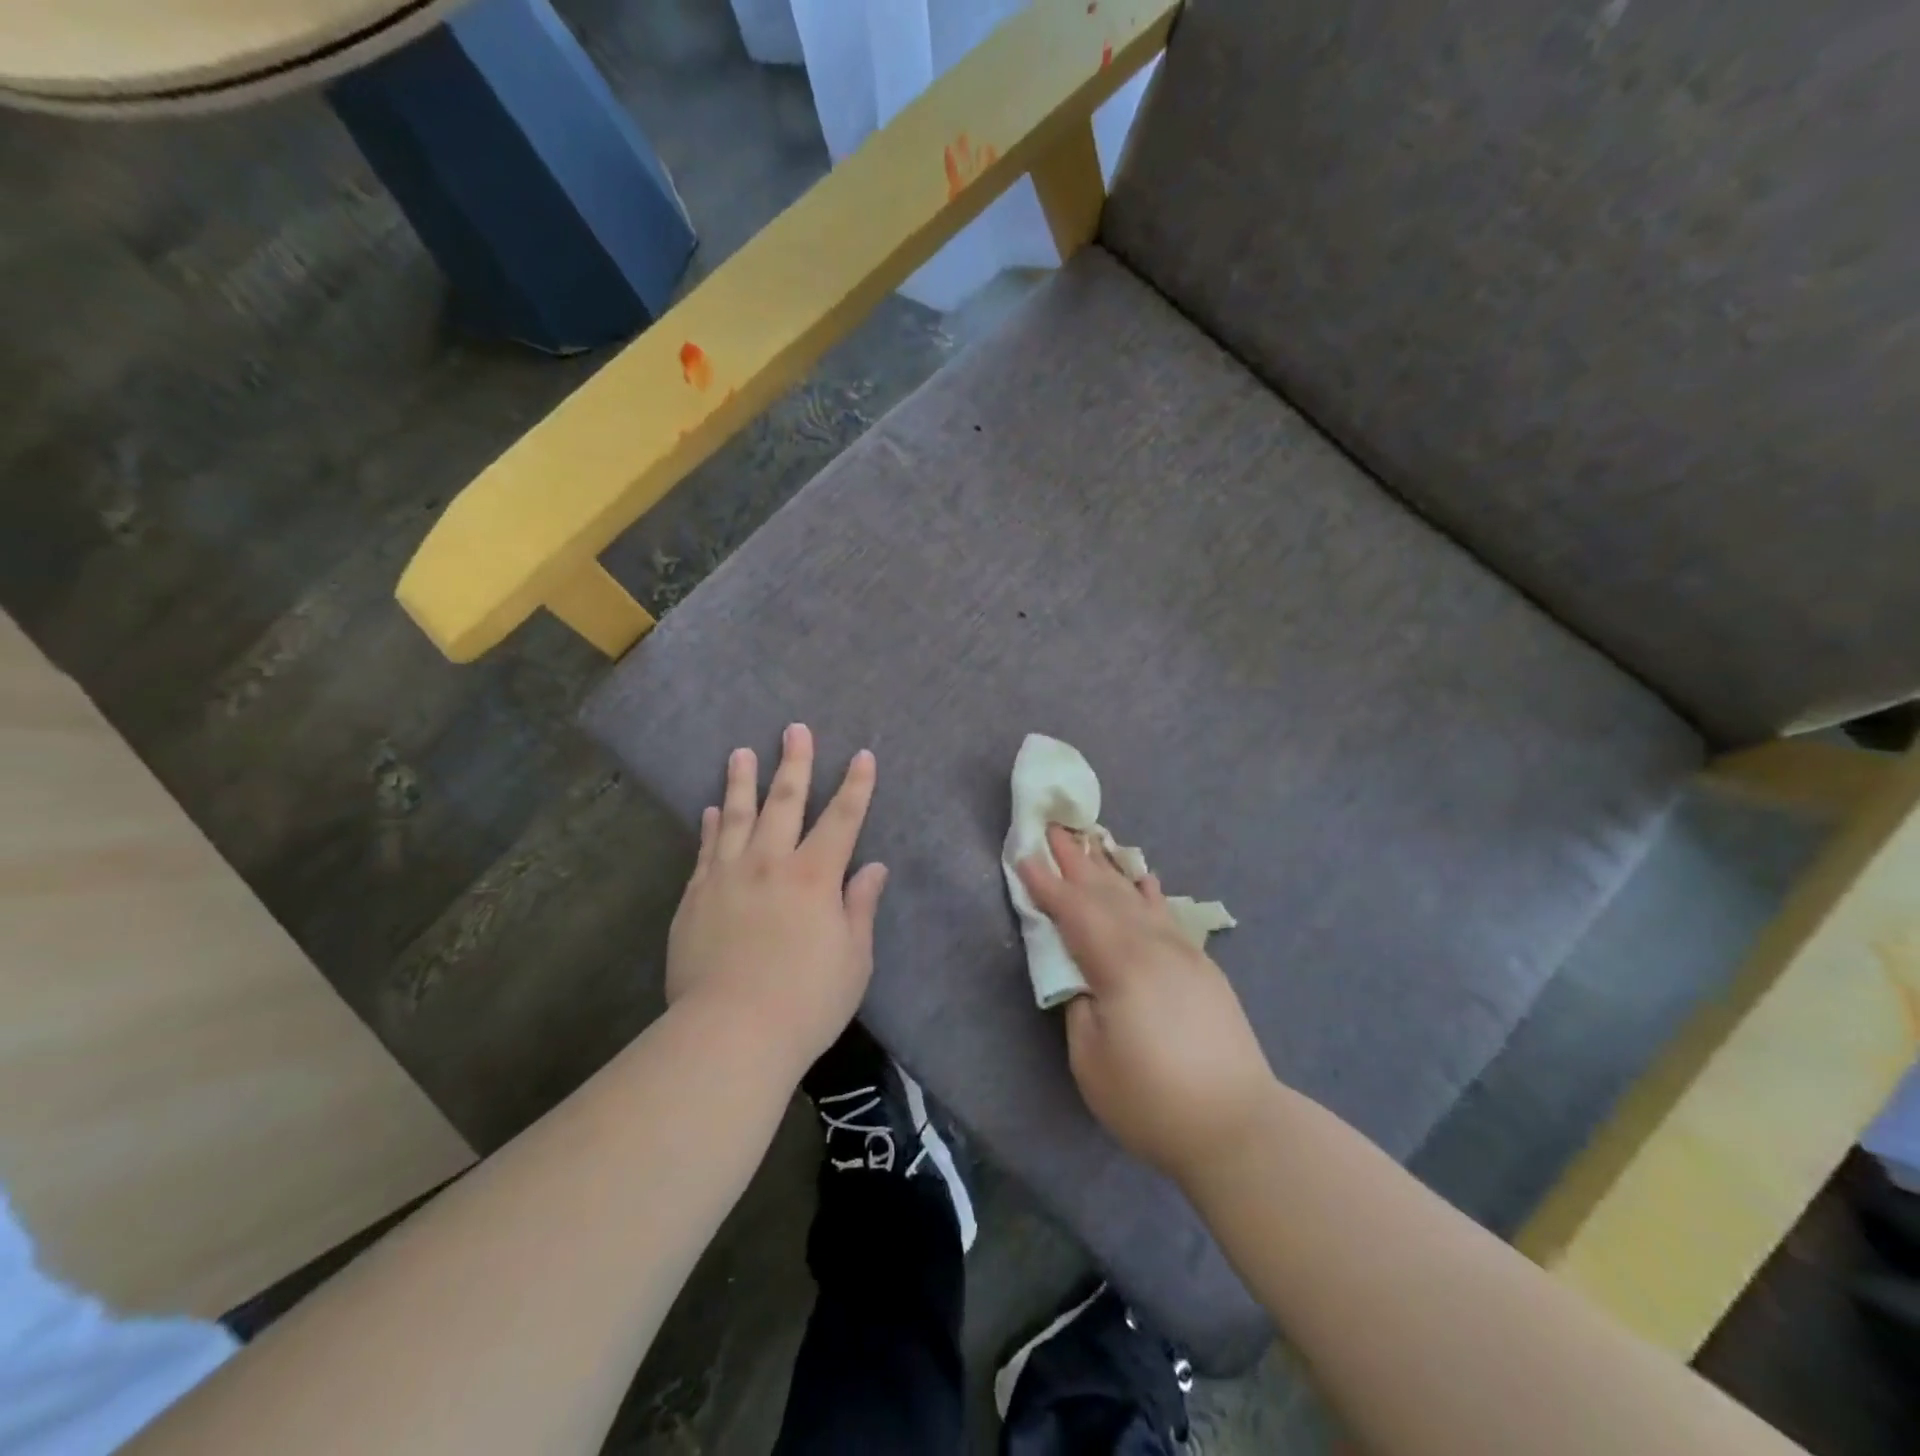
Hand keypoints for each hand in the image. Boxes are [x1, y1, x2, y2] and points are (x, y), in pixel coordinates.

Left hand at [667, 725, 887, 1080]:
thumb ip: (861, 907)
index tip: (862, 755)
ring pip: (736, 816)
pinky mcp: (694, 899)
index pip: (842, 819)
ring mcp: (726, 878)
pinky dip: (711, 826)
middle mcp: (770, 864)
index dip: (856, 786)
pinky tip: (711, 810)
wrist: (730, 1034)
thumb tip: (874, 868)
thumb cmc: (806, 1001)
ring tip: (741, 752)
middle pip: (784, 803)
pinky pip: (705, 850)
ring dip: (742, 781)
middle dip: (794, 764)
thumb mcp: (853, 959)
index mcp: (814, 877)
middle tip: (794, 729)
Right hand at [1019, 826, 1275, 1186]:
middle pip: (1105, 894)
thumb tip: (1081, 975)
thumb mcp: (1091, 1060)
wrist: (1239, 1126)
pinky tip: (1144, 878)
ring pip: (1137, 898)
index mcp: (1120, 965)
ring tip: (1092, 841)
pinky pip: (1167, 915)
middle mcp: (1152, 946)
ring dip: (1109, 869)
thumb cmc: (1152, 1100)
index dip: (1046, 885)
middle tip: (1054, 828)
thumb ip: (1079, 1004)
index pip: (1074, 913)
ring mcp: (1181, 953)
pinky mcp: (1201, 967)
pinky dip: (1149, 893)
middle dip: (1076, 861)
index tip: (1023, 855)